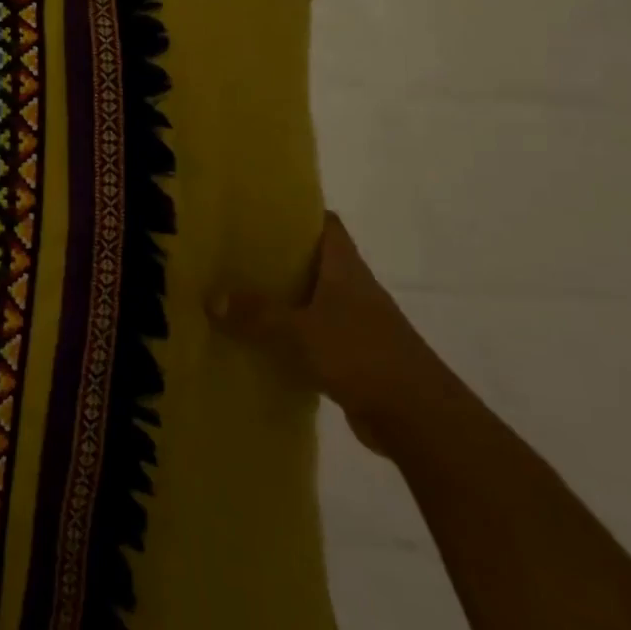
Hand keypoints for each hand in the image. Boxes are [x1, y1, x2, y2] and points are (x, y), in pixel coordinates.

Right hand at [208, 213, 465, 454]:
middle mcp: (352, 290)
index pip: (326, 225)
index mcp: (345, 270)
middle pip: (312, 261)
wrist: (420, 420)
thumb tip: (210, 297)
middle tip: (231, 251)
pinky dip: (286, 336)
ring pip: (309, 300)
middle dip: (275, 256)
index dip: (297, 212)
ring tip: (233, 293)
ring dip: (278, 298)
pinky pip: (311, 336)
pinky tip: (255, 341)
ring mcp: (355, 325)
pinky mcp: (352, 357)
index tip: (258, 209)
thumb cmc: (363, 356)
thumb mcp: (299, 332)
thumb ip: (256, 315)